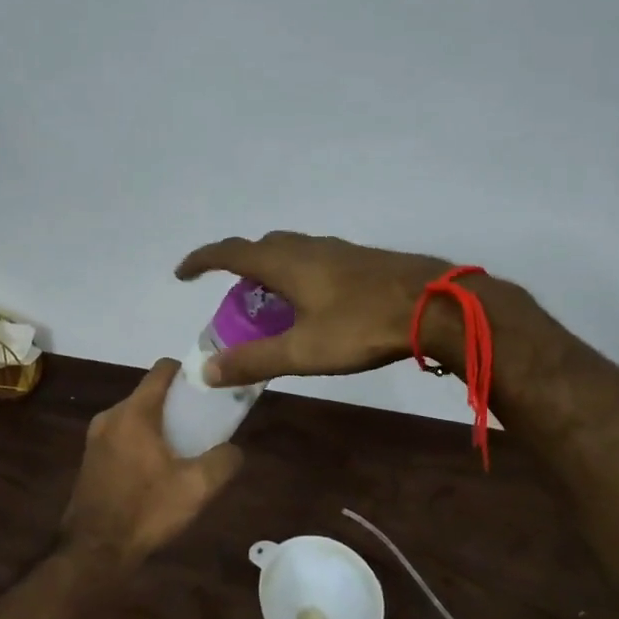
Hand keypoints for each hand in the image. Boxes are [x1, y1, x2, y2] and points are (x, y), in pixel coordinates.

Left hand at [60, 359, 244, 572]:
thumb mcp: (196, 488)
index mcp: (134, 412)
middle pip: (150, 393)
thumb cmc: (145, 511)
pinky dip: (142, 441)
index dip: (188, 371)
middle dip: (177, 403)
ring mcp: (96, 437)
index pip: (162, 369)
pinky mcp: (90, 458)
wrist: (93, 552)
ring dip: (159, 425)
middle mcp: (111, 416)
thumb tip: (234, 450)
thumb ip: (223, 461)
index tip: (208, 386)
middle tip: (202, 424)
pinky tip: (157, 470)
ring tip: (183, 450)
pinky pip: (123, 435)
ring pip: (136, 416)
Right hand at [175, 231, 464, 387]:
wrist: (436, 304)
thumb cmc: (362, 326)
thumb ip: (254, 361)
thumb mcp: (303, 351)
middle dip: (238, 267)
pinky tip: (315, 303)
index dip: (202, 260)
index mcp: (284, 262)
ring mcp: (336, 249)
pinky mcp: (360, 259)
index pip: (230, 252)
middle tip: (232, 299)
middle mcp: (306, 246)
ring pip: (290, 251)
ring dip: (270, 271)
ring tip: (271, 304)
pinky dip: (297, 274)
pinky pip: (314, 258)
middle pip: (260, 247)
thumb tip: (207, 371)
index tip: (182, 273)